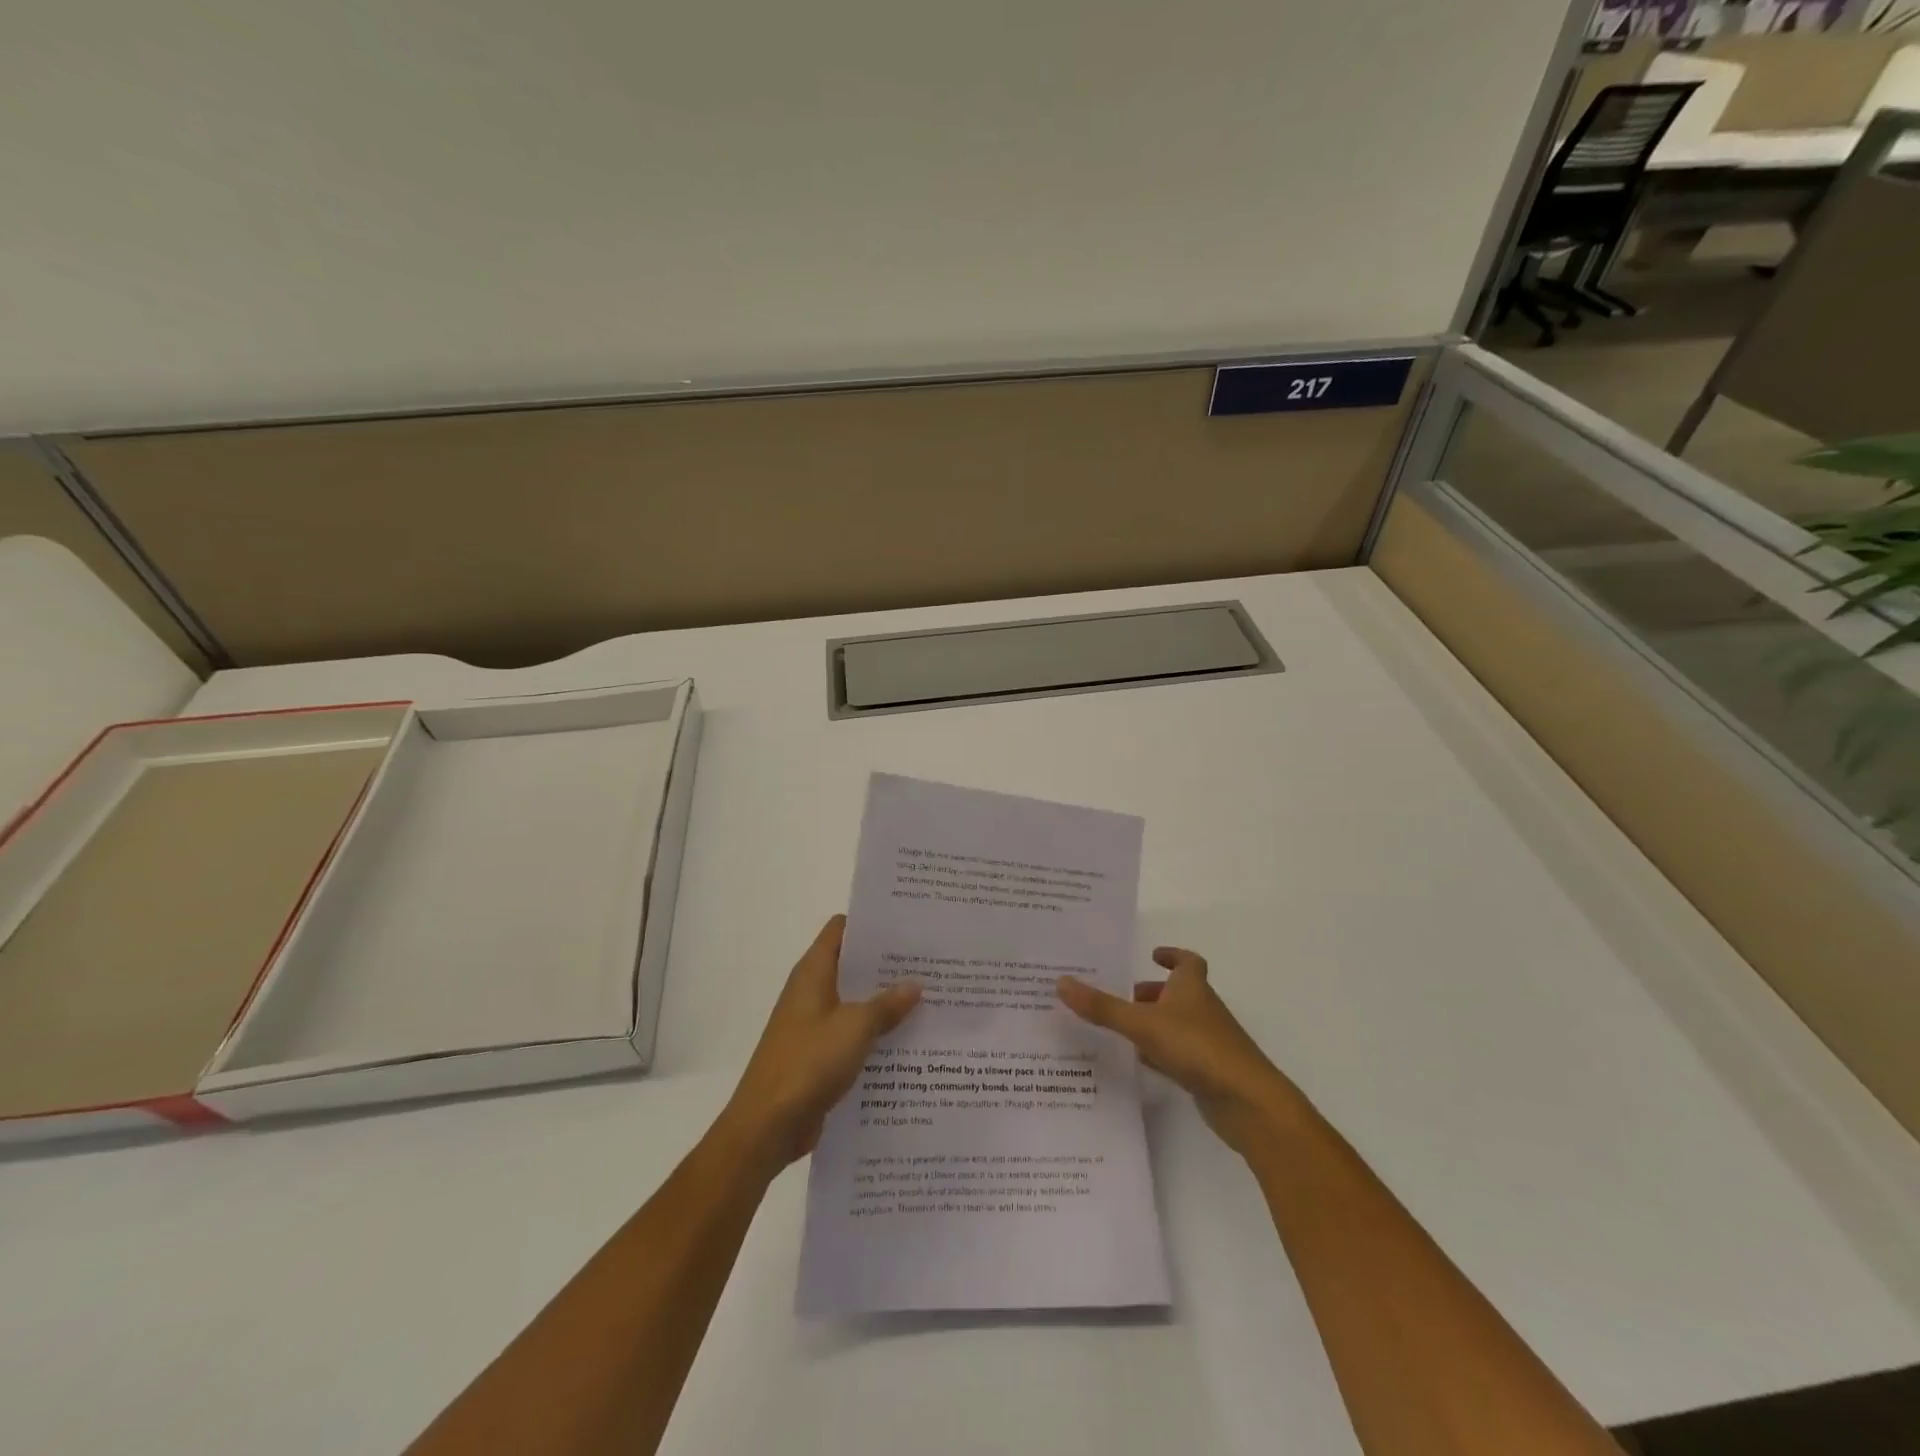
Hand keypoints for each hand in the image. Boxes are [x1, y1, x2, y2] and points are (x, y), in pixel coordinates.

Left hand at [715, 915, 920, 1175]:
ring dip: (885, 1001)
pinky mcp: (819, 1055)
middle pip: (852, 965)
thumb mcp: (855, 1027)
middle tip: (930, 961)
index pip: (842, 929)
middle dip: (888, 964)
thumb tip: (915, 984)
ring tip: (930, 997)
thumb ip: (887, 1004)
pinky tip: (910, 1039)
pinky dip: (876, 1033)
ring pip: (856, 1002)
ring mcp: (814, 1024)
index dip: (872, 923)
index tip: (908, 924)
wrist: (767, 1127)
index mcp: (813, 972)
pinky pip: (853, 1034)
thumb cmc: (808, 1063)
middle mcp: (812, 991)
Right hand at [1058, 947, 1302, 1155]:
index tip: (1153, 954)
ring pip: (1177, 1024)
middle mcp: (1202, 1010)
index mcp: (1192, 989)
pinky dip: (1160, 1053)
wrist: (1249, 1102)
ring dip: (1153, 1022)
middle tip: (1120, 995)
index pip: (1187, 962)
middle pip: (1178, 993)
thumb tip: (1061, 981)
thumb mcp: (1143, 1024)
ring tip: (1119, 1027)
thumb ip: (1102, 1007)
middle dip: (1152, 992)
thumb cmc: (1198, 1048)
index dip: (1172, 955)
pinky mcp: (1208, 1072)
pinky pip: (1178, 1054)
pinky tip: (1139, 1062)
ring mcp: (1207, 1042)